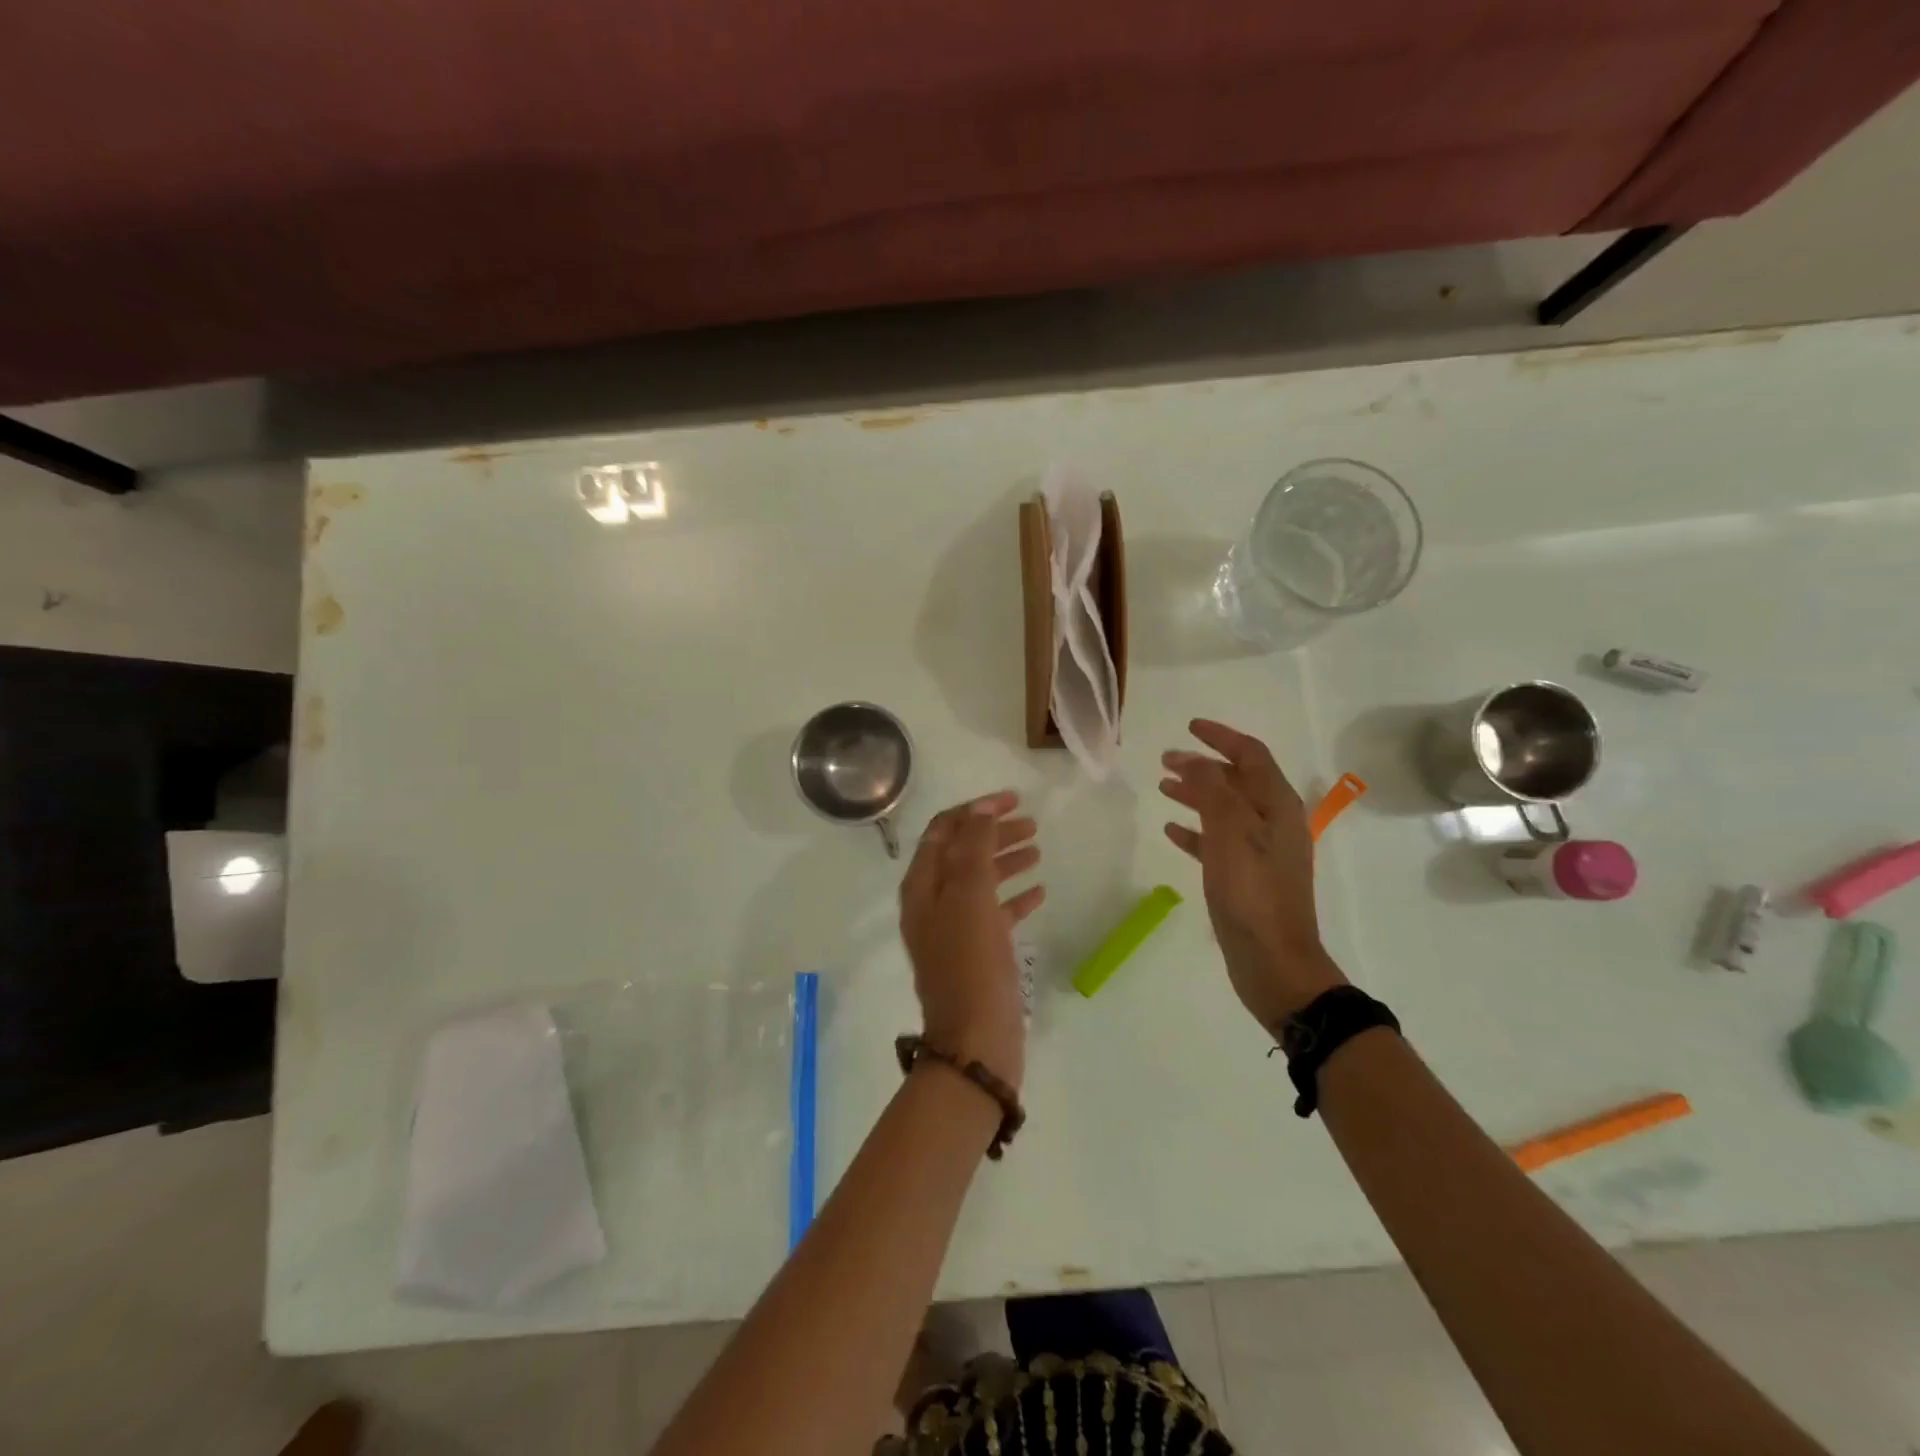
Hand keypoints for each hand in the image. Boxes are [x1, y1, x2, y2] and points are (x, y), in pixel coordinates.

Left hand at [899, 791, 1043, 1089]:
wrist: (975, 1042)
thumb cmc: (970, 963)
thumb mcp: (970, 897)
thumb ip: (973, 848)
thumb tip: (981, 809)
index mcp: (923, 886)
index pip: (943, 831)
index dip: (975, 810)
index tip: (1012, 799)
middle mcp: (933, 904)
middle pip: (962, 853)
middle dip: (993, 833)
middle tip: (1031, 823)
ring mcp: (954, 930)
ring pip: (980, 882)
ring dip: (1005, 860)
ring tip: (1037, 848)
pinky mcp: (977, 954)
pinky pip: (995, 914)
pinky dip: (1014, 898)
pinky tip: (1039, 892)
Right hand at [1159, 719, 1347, 1033]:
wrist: (1274, 963)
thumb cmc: (1252, 893)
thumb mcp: (1230, 832)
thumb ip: (1211, 789)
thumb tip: (1193, 759)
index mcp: (1278, 806)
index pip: (1250, 755)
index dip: (1220, 737)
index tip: (1189, 727)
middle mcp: (1274, 823)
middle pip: (1237, 781)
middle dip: (1202, 766)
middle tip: (1165, 760)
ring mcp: (1262, 852)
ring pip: (1225, 810)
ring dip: (1196, 794)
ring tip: (1164, 787)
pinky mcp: (1247, 878)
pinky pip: (1218, 842)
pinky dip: (1196, 830)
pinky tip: (1171, 831)